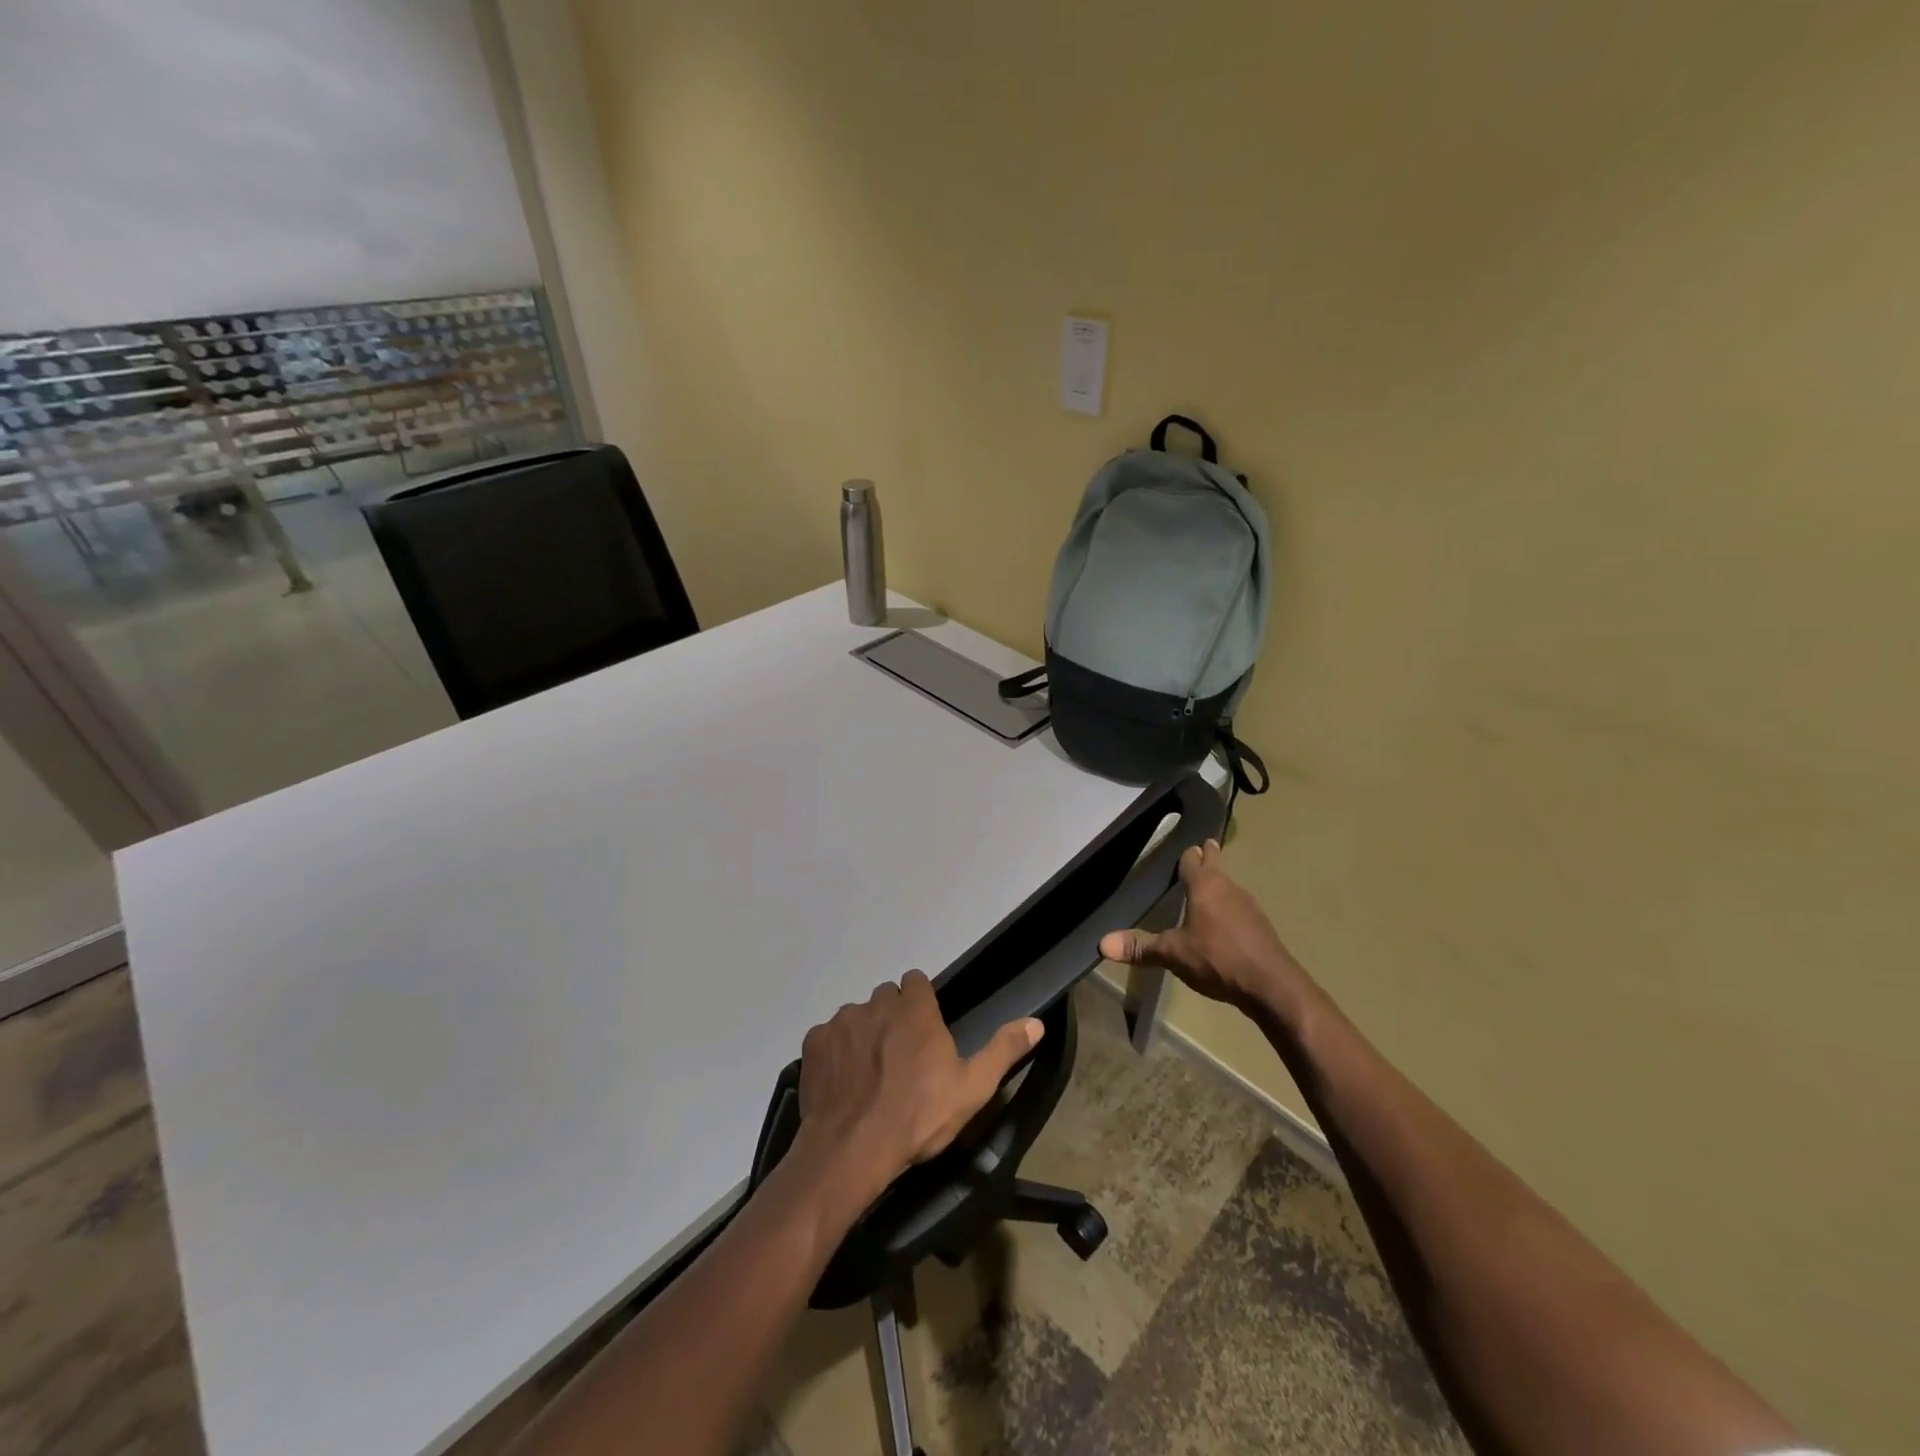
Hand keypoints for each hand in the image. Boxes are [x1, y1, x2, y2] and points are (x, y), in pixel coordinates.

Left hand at [795, 971, 1042, 1204]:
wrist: (852, 1150)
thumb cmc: (918, 1117)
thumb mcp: (972, 1088)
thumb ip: (1004, 1050)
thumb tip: (1036, 1023)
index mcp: (915, 1009)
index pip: (916, 981)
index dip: (920, 1001)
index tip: (924, 1030)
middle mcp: (876, 1004)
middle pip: (885, 997)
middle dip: (892, 1018)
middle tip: (899, 1057)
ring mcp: (841, 1022)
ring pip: (856, 1016)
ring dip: (863, 1035)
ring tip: (869, 1075)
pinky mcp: (814, 1043)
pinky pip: (827, 1037)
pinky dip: (835, 1053)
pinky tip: (842, 1083)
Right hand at [1099, 839, 1305, 1011]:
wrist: (1272, 986)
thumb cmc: (1218, 959)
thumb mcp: (1173, 954)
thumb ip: (1140, 947)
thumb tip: (1102, 943)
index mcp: (1205, 886)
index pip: (1192, 859)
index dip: (1186, 854)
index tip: (1184, 845)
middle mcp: (1228, 888)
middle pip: (1216, 864)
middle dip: (1208, 856)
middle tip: (1201, 847)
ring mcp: (1248, 906)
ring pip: (1229, 885)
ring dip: (1218, 883)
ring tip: (1207, 886)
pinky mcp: (1261, 926)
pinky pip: (1240, 907)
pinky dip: (1229, 906)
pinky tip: (1223, 922)